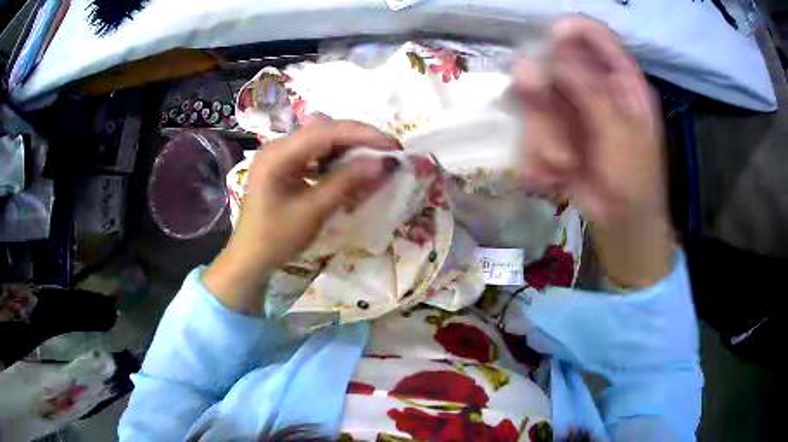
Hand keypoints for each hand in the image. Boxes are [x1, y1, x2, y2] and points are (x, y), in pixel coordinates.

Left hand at [203, 120, 401, 313]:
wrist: (249, 259)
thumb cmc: (275, 239)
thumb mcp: (312, 212)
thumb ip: (346, 183)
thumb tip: (383, 163)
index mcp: (278, 154)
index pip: (327, 132)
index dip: (363, 135)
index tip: (393, 147)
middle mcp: (278, 145)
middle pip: (325, 129)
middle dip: (359, 138)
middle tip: (388, 153)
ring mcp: (280, 154)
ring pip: (322, 138)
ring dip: (349, 146)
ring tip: (373, 160)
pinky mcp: (285, 164)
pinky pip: (315, 152)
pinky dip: (335, 157)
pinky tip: (348, 169)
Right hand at [514, 17, 674, 287]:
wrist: (622, 223)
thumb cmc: (635, 179)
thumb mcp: (621, 136)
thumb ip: (592, 93)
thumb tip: (556, 52)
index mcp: (620, 81)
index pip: (595, 36)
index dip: (572, 29)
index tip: (550, 37)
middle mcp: (591, 88)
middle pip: (553, 64)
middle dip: (541, 86)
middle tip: (529, 94)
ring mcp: (570, 110)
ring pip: (535, 101)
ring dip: (543, 135)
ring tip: (562, 165)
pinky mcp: (553, 134)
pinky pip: (531, 133)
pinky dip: (537, 156)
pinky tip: (553, 176)